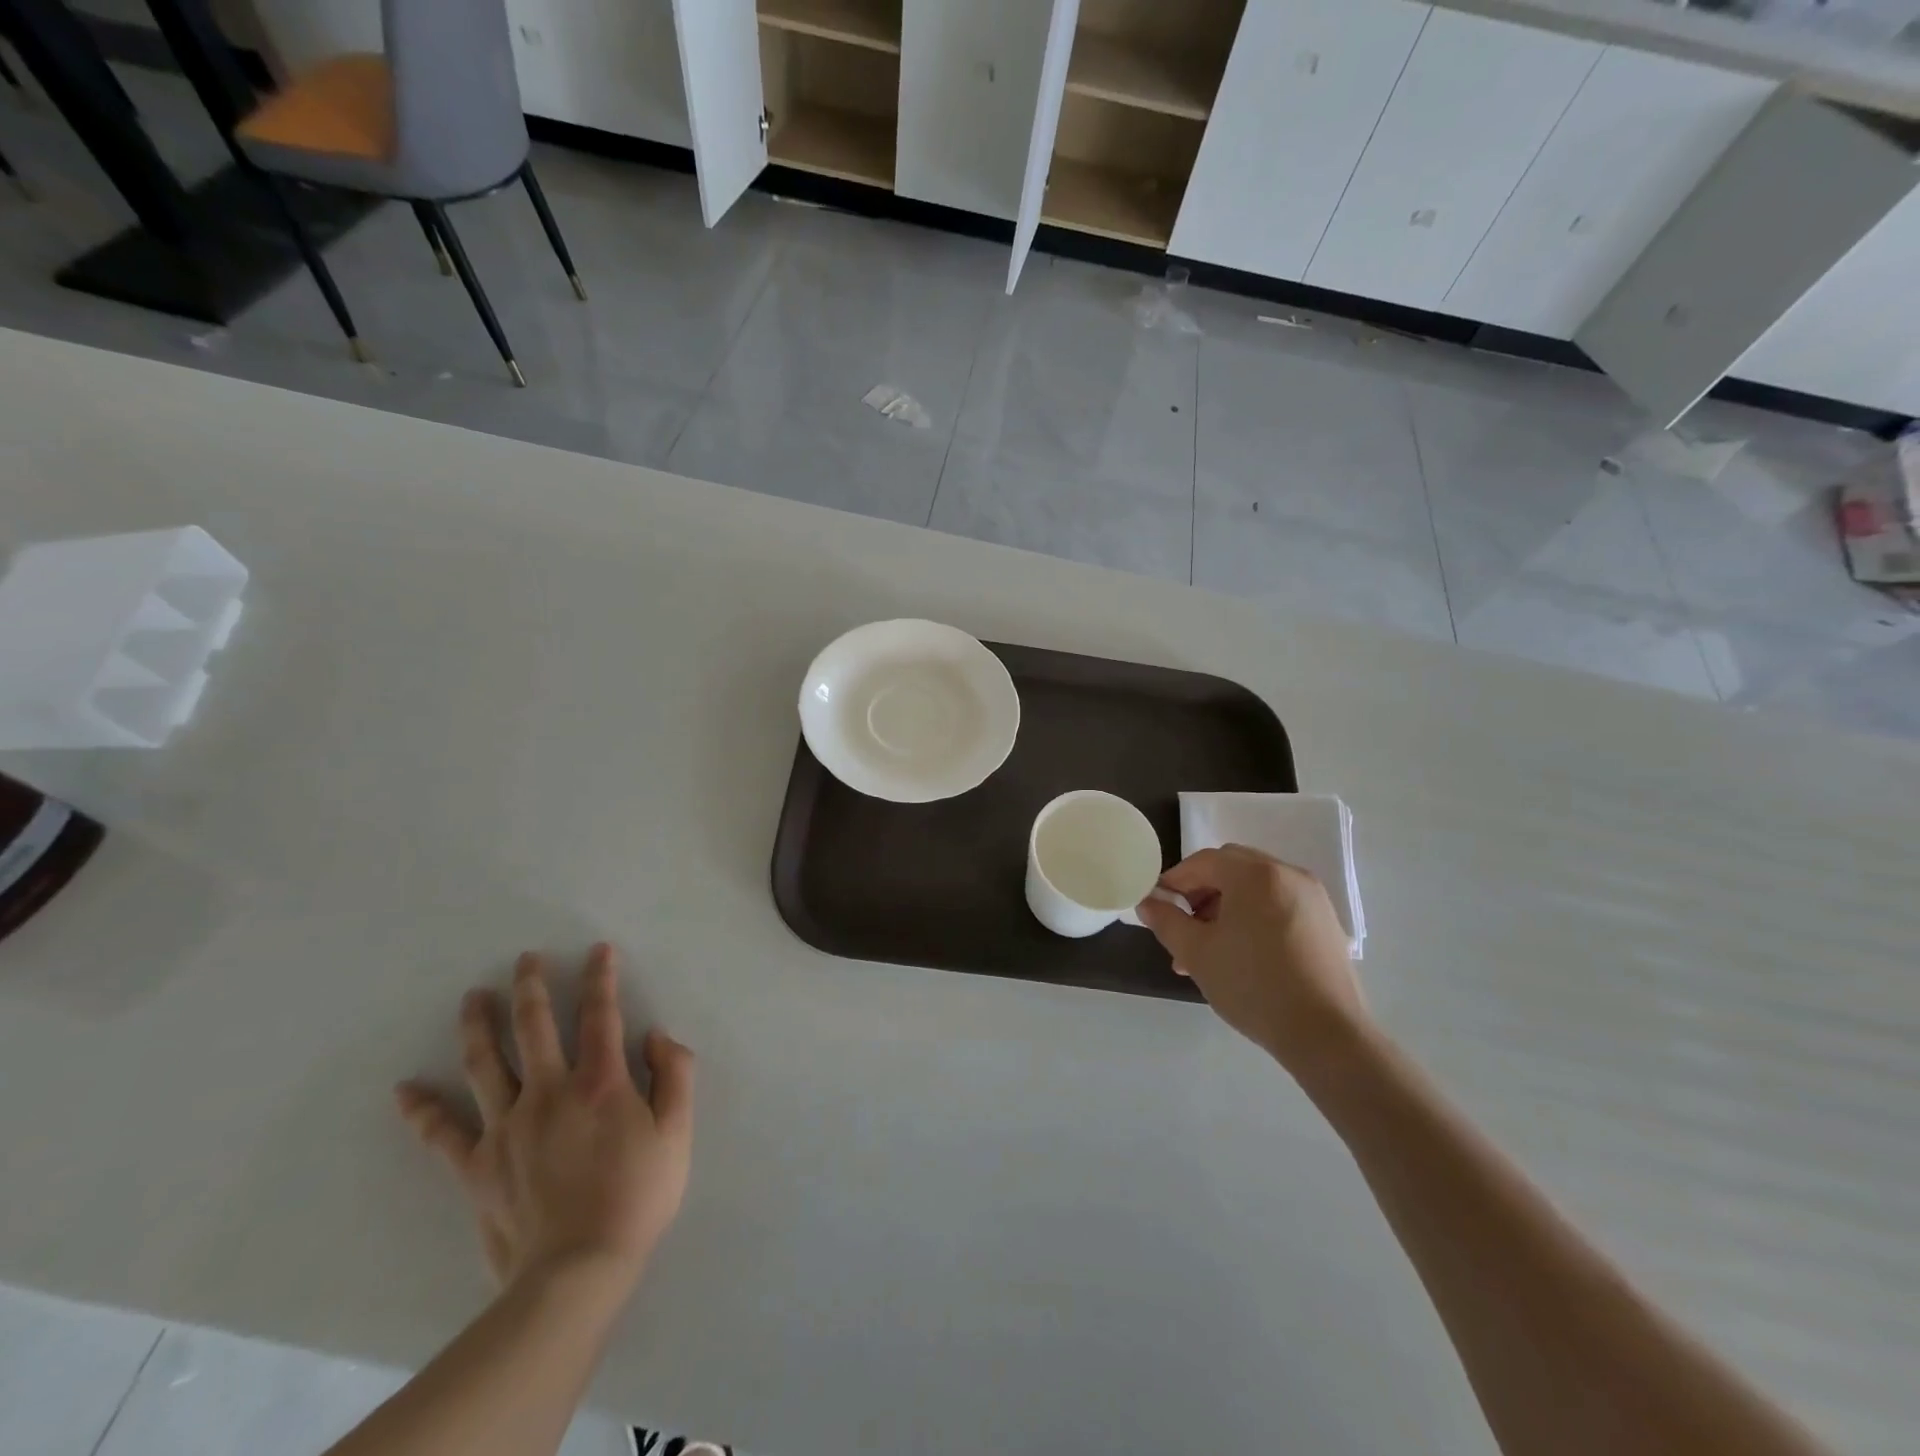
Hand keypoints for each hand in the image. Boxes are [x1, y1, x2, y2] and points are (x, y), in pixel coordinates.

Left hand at [394, 944, 693, 1294]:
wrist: (577, 1271)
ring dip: (479, 1025)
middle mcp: (549, 1091)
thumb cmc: (636, 1196)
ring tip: (473, 997)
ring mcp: (507, 1127)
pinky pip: (443, 1133)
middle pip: (534, 1026)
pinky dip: (422, 1109)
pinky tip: (405, 1089)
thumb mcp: (677, 1132)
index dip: (601, 978)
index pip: (600, 1015)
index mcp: (600, 1082)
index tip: (598, 951)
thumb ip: (675, 1074)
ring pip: (486, 1063)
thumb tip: (656, 1036)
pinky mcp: (477, 1165)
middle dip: (531, 987)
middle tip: (524, 960)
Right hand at [1136, 844, 1367, 1076]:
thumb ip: (1166, 921)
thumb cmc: (1253, 985)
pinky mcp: (1326, 923)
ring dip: (1227, 906)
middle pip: (1232, 868)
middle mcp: (1287, 874)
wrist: (1327, 1035)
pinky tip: (1244, 954)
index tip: (1159, 907)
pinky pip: (1279, 904)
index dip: (1175, 880)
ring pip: (1256, 888)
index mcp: (1255, 874)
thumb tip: (1148, 902)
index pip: (1204, 861)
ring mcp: (1312, 898)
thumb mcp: (1197, 953)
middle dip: (1202, 892)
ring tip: (1210, 949)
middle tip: (1185, 926)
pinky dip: (1255, 916)